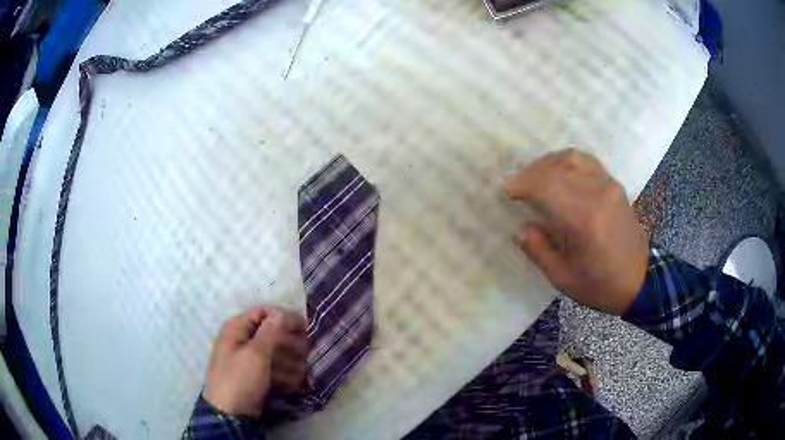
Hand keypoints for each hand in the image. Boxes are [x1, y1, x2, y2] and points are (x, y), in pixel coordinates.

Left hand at [204, 307, 308, 416]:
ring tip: (303, 369)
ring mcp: (248, 359)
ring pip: (274, 352)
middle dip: (289, 342)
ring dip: (290, 360)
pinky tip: (295, 382)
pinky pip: (272, 368)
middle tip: (307, 351)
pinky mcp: (254, 376)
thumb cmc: (241, 379)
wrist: (231, 414)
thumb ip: (271, 331)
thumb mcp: (256, 354)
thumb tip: (283, 313)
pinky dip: (285, 373)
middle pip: (270, 332)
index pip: (263, 312)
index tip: (305, 327)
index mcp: (236, 328)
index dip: (284, 317)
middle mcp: (241, 340)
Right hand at [502, 149, 648, 315]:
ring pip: (572, 158)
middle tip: (517, 185)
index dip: (522, 183)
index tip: (506, 189)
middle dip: (531, 172)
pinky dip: (567, 162)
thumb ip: (539, 250)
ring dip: (548, 163)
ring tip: (535, 177)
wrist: (639, 280)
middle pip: (557, 167)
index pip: (547, 185)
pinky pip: (587, 162)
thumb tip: (522, 227)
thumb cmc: (600, 285)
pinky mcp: (615, 185)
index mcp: (584, 219)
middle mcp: (598, 194)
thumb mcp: (563, 278)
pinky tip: (559, 173)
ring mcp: (609, 186)